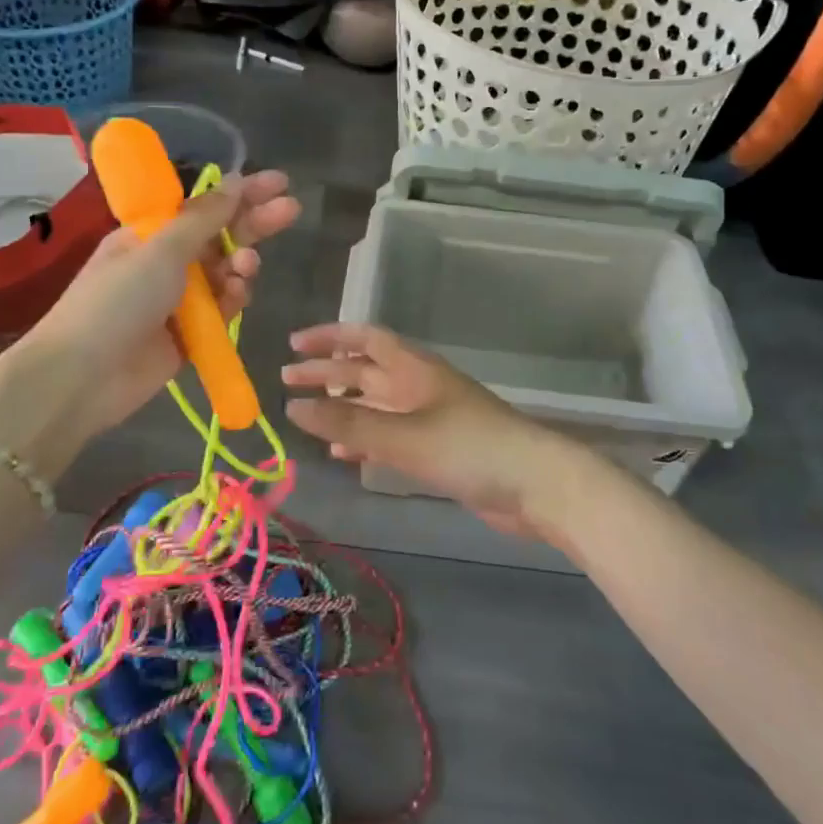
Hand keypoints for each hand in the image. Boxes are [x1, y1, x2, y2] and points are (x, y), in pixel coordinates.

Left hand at [0, 171, 300, 458]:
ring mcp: (178, 300)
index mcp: (150, 234)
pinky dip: (233, 300)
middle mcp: (165, 262)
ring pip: (225, 274)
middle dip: (254, 222)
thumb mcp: (160, 250)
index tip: (279, 181)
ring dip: (241, 264)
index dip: (241, 192)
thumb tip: (233, 183)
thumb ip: (203, 218)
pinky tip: (237, 296)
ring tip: (247, 266)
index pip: (203, 206)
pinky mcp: (189, 335)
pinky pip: (222, 310)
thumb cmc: (116, 301)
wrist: (82, 377)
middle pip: (220, 236)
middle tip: (291, 209)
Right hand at [282, 323, 594, 539]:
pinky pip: (389, 435)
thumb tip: (291, 407)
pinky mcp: (437, 448)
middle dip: (327, 373)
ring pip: (375, 404)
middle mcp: (418, 385)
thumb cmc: (469, 447)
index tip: (293, 344)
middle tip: (287, 380)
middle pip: (365, 371)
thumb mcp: (404, 435)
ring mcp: (429, 417)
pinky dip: (364, 439)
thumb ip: (349, 423)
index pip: (365, 338)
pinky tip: (343, 453)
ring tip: (307, 417)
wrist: (535, 486)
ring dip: (343, 407)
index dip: (329, 337)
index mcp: (414, 368)